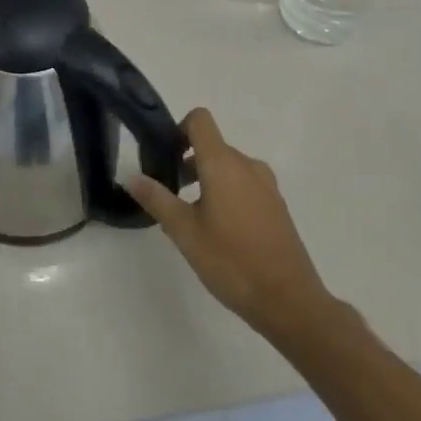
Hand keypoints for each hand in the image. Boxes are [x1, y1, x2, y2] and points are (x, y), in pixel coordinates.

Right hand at [126, 109, 338, 341]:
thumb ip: (157, 199)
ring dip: (207, 179)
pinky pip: (245, 184)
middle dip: (188, 162)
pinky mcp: (277, 205)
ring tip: (193, 217)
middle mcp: (247, 165)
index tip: (166, 157)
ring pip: (229, 167)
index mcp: (223, 163)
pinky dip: (227, 193)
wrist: (289, 300)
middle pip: (212, 146)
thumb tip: (132, 176)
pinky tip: (220, 231)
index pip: (200, 120)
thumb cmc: (231, 261)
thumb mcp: (184, 232)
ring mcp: (266, 185)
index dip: (179, 129)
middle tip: (170, 194)